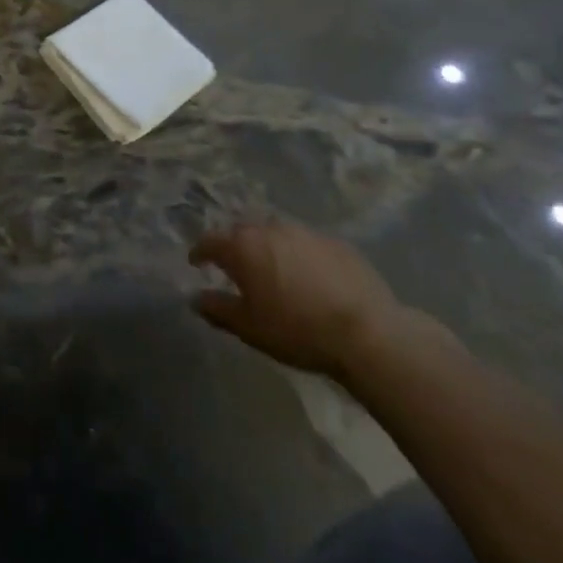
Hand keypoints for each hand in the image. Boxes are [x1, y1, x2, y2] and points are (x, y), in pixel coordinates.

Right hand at [190, 220, 408, 379]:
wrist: (367, 333)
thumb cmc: (297, 330)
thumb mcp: (249, 328)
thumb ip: (218, 309)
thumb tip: (195, 298)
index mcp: (243, 247)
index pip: (210, 241)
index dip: (200, 252)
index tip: (196, 262)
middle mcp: (270, 229)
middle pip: (243, 232)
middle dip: (234, 246)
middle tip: (235, 267)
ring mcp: (304, 232)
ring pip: (275, 233)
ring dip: (267, 247)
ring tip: (272, 268)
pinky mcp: (335, 242)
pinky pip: (305, 243)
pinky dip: (298, 254)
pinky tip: (308, 276)